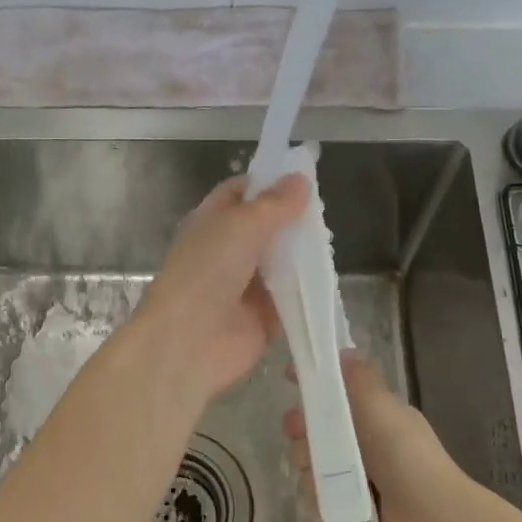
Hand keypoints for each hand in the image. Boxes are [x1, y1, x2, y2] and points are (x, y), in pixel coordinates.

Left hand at [130, 173, 309, 405]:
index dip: (269, 182)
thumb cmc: (207, 273)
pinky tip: (330, 279)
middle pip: (267, 228)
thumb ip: (274, 204)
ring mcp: (247, 285)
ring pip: (282, 262)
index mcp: (212, 222)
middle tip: (325, 212)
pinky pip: (292, 297)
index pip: (242, 192)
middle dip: (293, 220)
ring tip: (333, 242)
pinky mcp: (265, 317)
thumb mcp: (241, 225)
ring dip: (303, 254)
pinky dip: (308, 290)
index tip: (302, 178)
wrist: (189, 342)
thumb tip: (301, 179)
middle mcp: (229, 251)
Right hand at [282, 352, 471, 521]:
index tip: (288, 377)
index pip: (334, 394)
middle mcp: (360, 445)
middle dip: (301, 428)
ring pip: (308, 463)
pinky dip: (318, 497)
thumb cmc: (406, 456)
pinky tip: (329, 500)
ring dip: (310, 467)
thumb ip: (359, 378)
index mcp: (372, 417)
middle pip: (312, 429)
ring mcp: (351, 480)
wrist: (430, 521)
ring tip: (327, 476)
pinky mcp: (343, 511)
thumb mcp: (382, 407)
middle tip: (302, 432)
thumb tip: (342, 352)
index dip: (311, 385)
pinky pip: (313, 496)